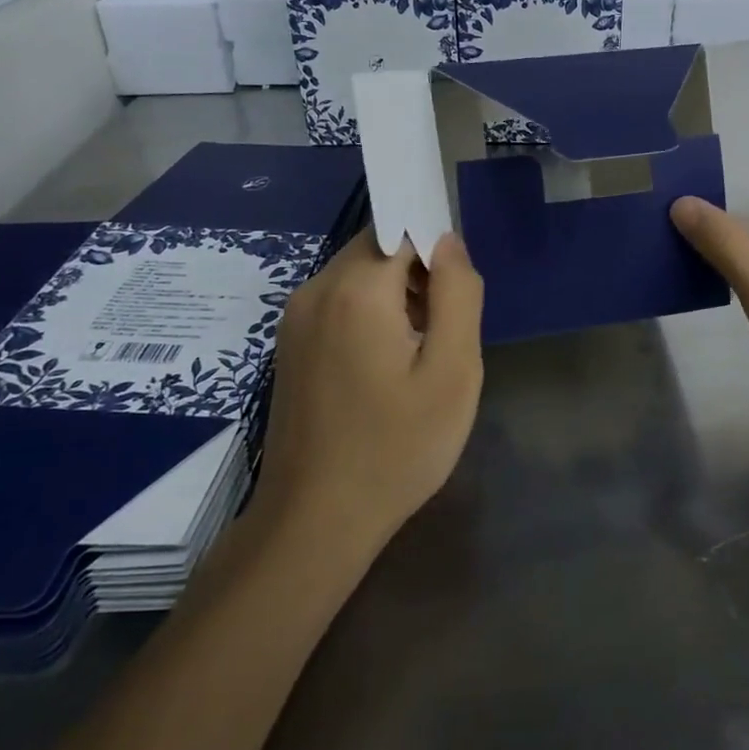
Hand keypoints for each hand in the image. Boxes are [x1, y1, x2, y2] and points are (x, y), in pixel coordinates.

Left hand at [253, 230, 484, 554]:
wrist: (314, 522)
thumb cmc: (396, 448)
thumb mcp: (452, 372)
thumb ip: (458, 294)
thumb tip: (449, 241)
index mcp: (355, 289)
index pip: (402, 227)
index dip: (437, 250)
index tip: (457, 296)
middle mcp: (315, 290)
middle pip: (378, 248)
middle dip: (418, 273)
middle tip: (445, 331)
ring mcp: (296, 318)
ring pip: (359, 275)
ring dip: (396, 295)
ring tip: (421, 353)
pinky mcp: (290, 344)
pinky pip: (340, 303)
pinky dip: (371, 314)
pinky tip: (388, 366)